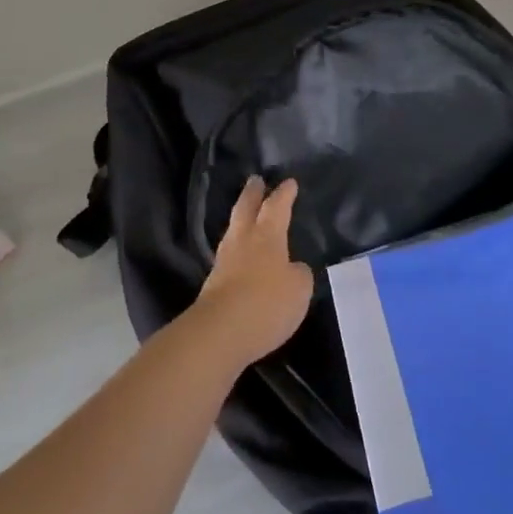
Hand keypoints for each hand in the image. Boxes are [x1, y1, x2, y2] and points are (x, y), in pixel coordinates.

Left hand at [194, 178, 313, 365]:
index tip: (289, 182)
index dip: (284, 195)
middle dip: (252, 194)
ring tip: (247, 216)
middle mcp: (242, 242)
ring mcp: (224, 264)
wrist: (220, 334)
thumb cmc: (266, 303)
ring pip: (233, 233)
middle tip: (255, 180)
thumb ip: (299, 274)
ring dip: (241, 221)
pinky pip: (229, 258)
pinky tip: (241, 257)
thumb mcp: (299, 289)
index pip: (277, 207)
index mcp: (267, 237)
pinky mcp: (213, 286)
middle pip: (245, 210)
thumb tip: (293, 268)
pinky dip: (237, 250)